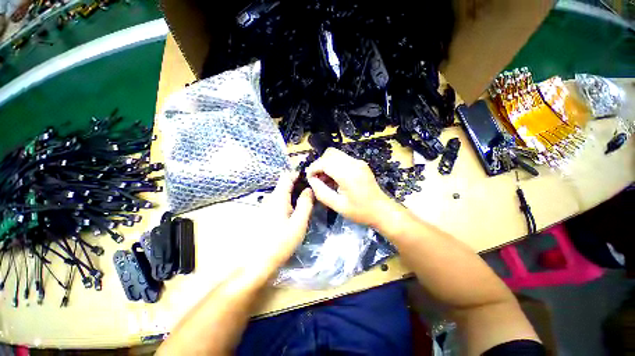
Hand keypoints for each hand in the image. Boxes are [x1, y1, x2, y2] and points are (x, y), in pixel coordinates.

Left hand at [259, 171, 313, 265]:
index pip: (287, 177)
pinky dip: (288, 202)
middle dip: (298, 184)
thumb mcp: (298, 223)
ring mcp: (266, 207)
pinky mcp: (265, 215)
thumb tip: (309, 189)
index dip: (298, 174)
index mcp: (278, 198)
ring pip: (282, 194)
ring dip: (294, 193)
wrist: (257, 263)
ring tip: (307, 198)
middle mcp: (270, 199)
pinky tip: (296, 210)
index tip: (310, 176)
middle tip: (312, 189)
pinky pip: (279, 202)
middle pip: (284, 185)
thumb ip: (305, 204)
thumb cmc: (280, 242)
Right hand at [306, 148, 395, 227]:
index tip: (309, 178)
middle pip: (329, 153)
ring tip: (325, 179)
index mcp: (348, 175)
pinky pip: (342, 158)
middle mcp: (354, 163)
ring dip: (326, 164)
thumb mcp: (337, 206)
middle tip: (317, 179)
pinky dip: (334, 165)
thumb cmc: (360, 211)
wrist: (382, 210)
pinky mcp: (360, 163)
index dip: (313, 168)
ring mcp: (358, 162)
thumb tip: (311, 180)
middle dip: (319, 164)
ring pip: (335, 154)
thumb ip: (321, 192)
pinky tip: (334, 178)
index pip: (325, 162)